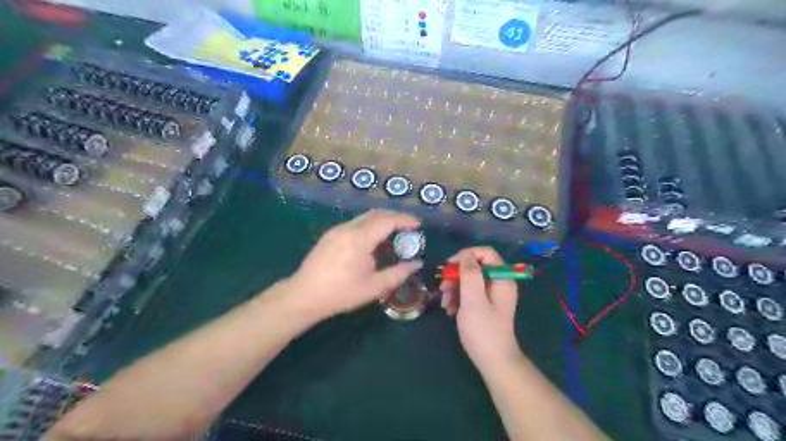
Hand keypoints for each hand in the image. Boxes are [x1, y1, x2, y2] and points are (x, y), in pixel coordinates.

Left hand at [287, 210, 423, 319]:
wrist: (303, 296)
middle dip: (395, 217)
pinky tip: (373, 240)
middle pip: (376, 214)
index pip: (387, 220)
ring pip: (365, 217)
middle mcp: (348, 228)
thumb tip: (417, 264)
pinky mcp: (330, 234)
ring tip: (394, 233)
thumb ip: (398, 273)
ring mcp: (337, 229)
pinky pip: (355, 223)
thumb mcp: (374, 287)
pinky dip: (370, 225)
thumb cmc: (341, 294)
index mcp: (359, 239)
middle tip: (409, 227)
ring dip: (382, 220)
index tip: (418, 225)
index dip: (405, 220)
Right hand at [442, 248, 520, 367]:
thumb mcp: (473, 300)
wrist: (493, 362)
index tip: (448, 266)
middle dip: (456, 276)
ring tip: (445, 304)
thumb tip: (465, 256)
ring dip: (454, 289)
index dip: (465, 255)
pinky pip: (469, 293)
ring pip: (469, 280)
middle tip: (443, 288)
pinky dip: (457, 298)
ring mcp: (491, 294)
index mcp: (501, 278)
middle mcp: (498, 282)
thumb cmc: (483, 330)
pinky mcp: (484, 304)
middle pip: (475, 266)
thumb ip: (470, 274)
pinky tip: (449, 310)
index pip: (485, 253)